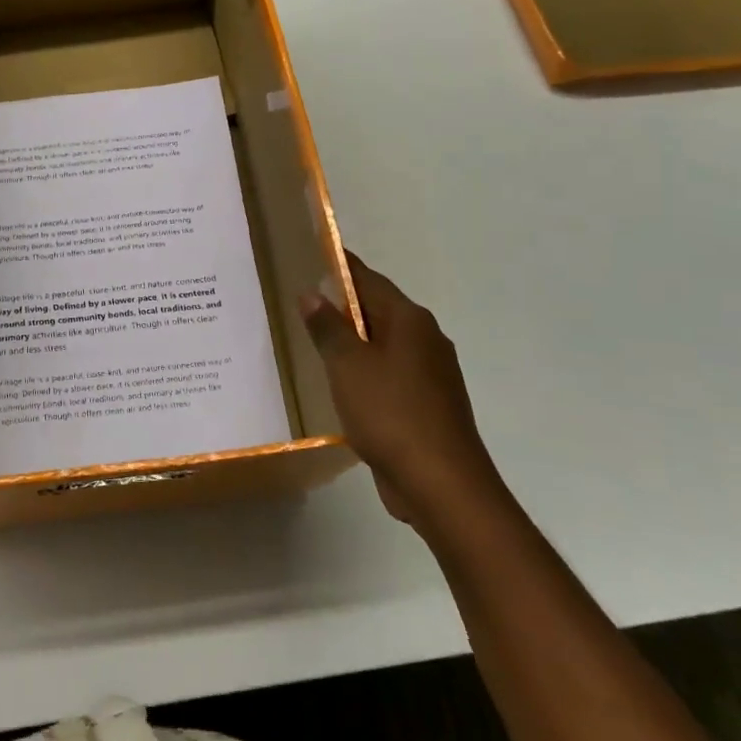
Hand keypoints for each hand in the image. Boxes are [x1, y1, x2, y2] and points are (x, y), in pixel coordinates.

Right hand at [299, 251, 505, 529]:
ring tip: (312, 342)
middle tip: (300, 303)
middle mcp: (426, 340)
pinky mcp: (427, 405)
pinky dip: (364, 372)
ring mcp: (431, 375)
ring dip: (353, 343)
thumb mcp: (347, 365)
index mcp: (410, 321)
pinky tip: (340, 384)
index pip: (369, 281)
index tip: (312, 256)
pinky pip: (389, 375)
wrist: (440, 483)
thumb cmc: (391, 413)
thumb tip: (312, 293)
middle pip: (378, 311)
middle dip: (342, 307)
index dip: (340, 268)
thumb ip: (328, 328)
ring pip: (383, 346)